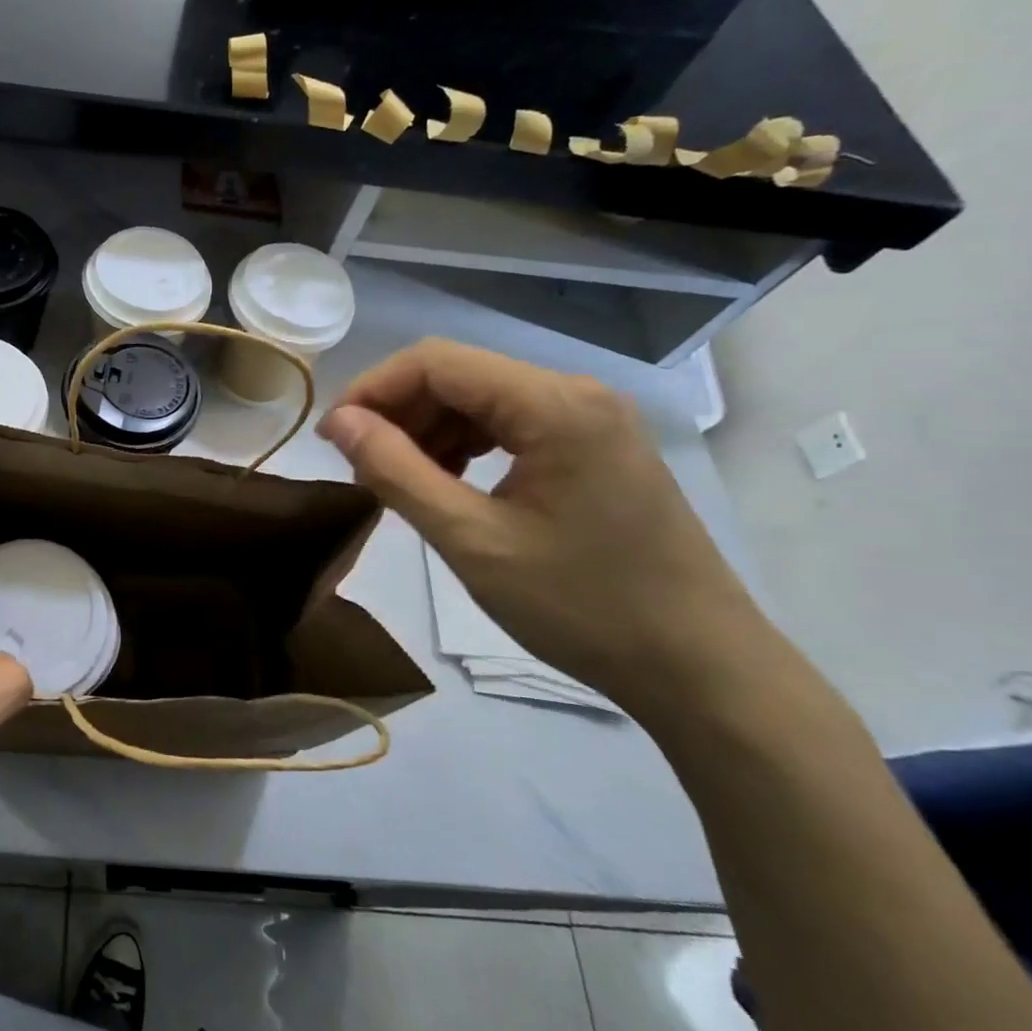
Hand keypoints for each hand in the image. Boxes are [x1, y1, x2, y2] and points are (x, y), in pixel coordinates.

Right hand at [318, 340, 777, 709]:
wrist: (699, 668)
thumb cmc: (582, 607)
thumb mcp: (472, 541)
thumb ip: (397, 472)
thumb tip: (338, 422)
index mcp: (554, 405)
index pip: (436, 362)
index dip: (372, 389)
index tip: (332, 438)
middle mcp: (576, 393)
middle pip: (459, 375)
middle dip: (398, 412)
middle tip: (361, 468)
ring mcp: (591, 419)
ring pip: (480, 398)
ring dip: (428, 430)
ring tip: (398, 481)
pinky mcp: (596, 446)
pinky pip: (510, 423)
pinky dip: (465, 445)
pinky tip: (447, 483)